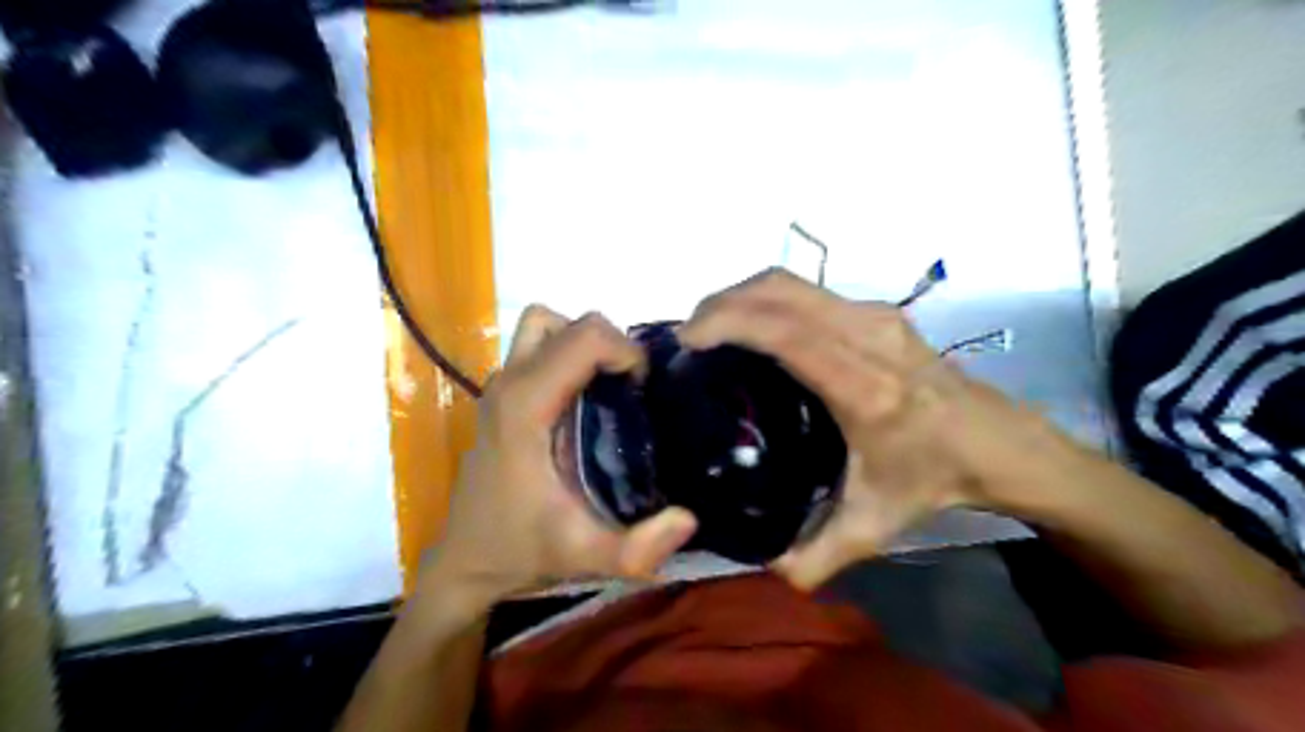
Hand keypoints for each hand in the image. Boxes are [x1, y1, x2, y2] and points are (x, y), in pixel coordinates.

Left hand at [425, 307, 696, 609]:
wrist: (465, 561)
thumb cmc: (520, 550)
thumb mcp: (583, 556)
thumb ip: (637, 549)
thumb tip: (689, 518)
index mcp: (525, 405)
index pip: (585, 337)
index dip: (626, 352)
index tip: (644, 390)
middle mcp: (509, 381)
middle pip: (570, 325)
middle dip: (612, 346)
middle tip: (633, 391)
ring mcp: (500, 383)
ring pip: (548, 328)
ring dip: (585, 346)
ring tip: (609, 389)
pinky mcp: (501, 394)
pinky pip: (540, 348)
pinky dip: (569, 356)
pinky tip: (586, 403)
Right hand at [678, 268, 1024, 588]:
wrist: (997, 442)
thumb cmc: (934, 478)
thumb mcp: (873, 526)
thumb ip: (817, 556)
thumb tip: (766, 569)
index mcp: (863, 387)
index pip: (785, 332)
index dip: (728, 323)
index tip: (686, 339)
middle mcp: (868, 336)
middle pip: (779, 290)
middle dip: (722, 302)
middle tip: (687, 335)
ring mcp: (874, 315)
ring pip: (791, 282)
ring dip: (742, 296)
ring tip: (710, 328)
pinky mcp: (876, 310)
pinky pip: (807, 291)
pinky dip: (767, 299)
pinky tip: (753, 329)